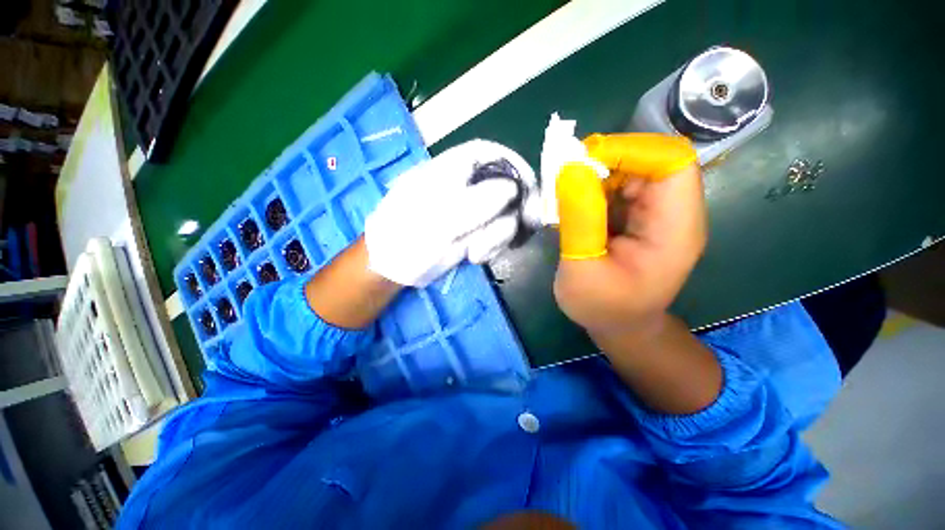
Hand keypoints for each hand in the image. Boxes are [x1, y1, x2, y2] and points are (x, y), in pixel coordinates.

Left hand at [365, 139, 536, 286]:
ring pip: (505, 216)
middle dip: (509, 213)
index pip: (491, 154)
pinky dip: (492, 247)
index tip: (530, 188)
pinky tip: (475, 257)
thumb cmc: (408, 235)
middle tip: (513, 231)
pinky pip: (497, 236)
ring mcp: (472, 212)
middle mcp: (467, 187)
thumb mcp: (440, 218)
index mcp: (453, 170)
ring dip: (496, 237)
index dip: (515, 166)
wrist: (394, 266)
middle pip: (505, 188)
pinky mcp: (475, 233)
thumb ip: (477, 201)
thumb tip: (513, 188)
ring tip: (473, 252)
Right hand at [552, 134, 705, 334]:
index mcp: (675, 229)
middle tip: (564, 178)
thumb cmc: (602, 307)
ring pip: (630, 170)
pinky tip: (572, 206)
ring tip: (564, 196)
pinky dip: (591, 188)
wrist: (617, 324)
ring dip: (594, 174)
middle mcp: (673, 213)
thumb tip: (571, 168)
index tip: (581, 163)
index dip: (630, 150)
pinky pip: (617, 187)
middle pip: (651, 160)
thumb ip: (580, 220)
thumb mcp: (583, 269)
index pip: (671, 162)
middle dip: (605, 161)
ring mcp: (655, 213)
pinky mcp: (637, 216)